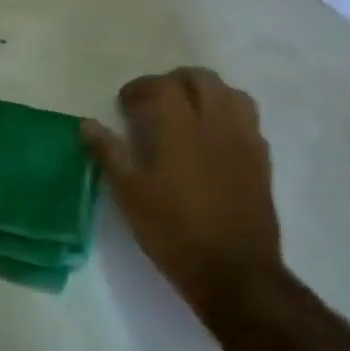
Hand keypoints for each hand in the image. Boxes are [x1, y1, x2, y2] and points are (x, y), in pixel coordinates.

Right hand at [82, 68, 284, 323]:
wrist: (234, 271)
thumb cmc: (173, 231)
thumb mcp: (130, 194)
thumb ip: (109, 153)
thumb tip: (87, 124)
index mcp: (181, 127)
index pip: (163, 86)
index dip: (141, 87)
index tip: (125, 103)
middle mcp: (217, 123)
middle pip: (202, 79)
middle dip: (176, 82)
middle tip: (155, 102)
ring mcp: (245, 140)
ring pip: (231, 94)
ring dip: (207, 93)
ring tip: (188, 113)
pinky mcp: (262, 160)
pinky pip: (248, 120)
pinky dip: (228, 116)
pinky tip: (214, 140)